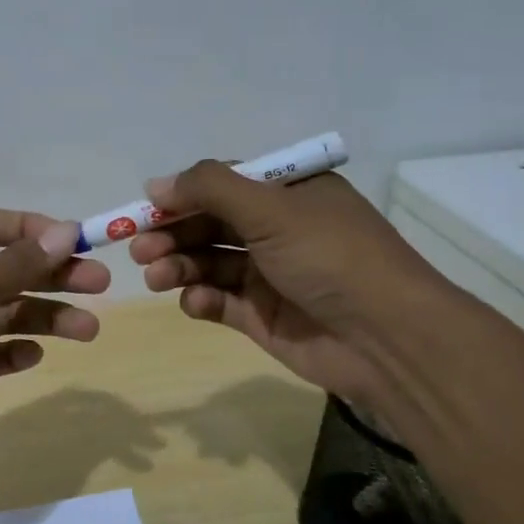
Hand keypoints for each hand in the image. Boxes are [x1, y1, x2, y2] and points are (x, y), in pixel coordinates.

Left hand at [0, 209, 110, 465]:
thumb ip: (18, 263)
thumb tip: (66, 232)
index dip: (37, 230)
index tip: (78, 241)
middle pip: (10, 270)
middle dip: (54, 276)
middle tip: (100, 284)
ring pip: (8, 314)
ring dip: (47, 318)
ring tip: (88, 330)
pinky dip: (15, 352)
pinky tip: (33, 356)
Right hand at [128, 161, 461, 407]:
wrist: (386, 339)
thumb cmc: (329, 257)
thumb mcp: (271, 208)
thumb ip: (209, 189)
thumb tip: (155, 184)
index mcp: (289, 194)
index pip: (223, 185)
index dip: (182, 194)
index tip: (145, 207)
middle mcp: (278, 230)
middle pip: (209, 224)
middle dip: (172, 234)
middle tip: (138, 248)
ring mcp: (269, 275)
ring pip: (208, 263)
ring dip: (177, 266)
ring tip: (155, 276)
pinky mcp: (262, 316)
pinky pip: (219, 301)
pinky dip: (201, 299)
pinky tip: (195, 302)